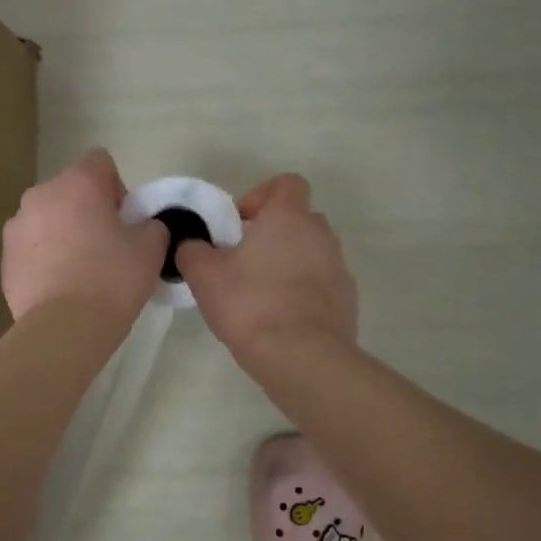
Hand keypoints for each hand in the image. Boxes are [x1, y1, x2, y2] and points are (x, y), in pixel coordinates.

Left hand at [3, 149, 169, 321]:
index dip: (117, 188)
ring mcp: (16, 226)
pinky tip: (60, 288)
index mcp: (77, 183)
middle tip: (107, 247)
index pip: (100, 162)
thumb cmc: (112, 279)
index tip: (125, 220)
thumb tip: (143, 226)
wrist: (64, 328)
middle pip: (70, 191)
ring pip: (47, 219)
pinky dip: (44, 259)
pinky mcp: (4, 259)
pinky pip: (31, 249)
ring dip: (63, 234)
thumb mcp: (151, 249)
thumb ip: (152, 225)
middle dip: (87, 211)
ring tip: (81, 272)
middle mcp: (40, 195)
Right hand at [175, 173, 357, 361]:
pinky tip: (280, 319)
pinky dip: (303, 292)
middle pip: (299, 219)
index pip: (286, 184)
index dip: (262, 196)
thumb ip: (193, 251)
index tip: (239, 224)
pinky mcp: (347, 300)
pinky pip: (322, 284)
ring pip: (312, 253)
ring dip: (288, 263)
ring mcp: (339, 268)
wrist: (301, 356)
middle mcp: (321, 234)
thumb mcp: (204, 276)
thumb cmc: (250, 304)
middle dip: (273, 233)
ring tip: (260, 294)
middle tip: (244, 260)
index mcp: (289, 217)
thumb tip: (193, 246)